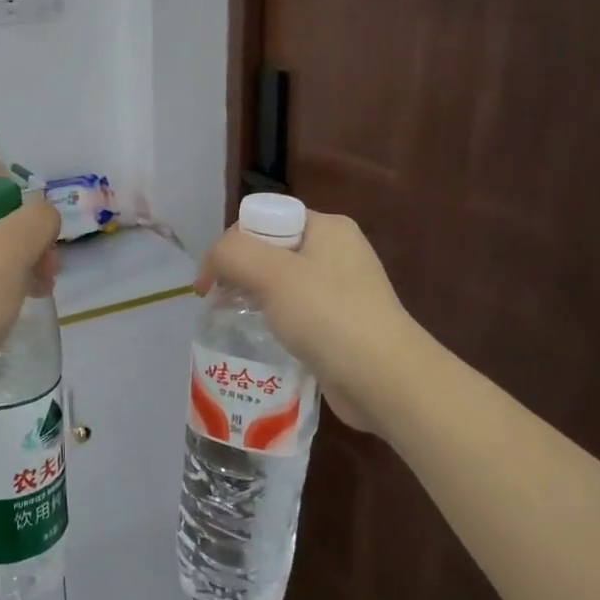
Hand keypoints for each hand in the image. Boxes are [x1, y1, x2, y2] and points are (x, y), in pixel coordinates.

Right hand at [195, 210, 431, 437]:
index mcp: (327, 227)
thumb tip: (214, 264)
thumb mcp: (272, 274)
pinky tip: (266, 341)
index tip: (212, 280)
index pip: (264, 219)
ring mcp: (342, 290)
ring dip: (254, 299)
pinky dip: (276, 323)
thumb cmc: (329, 317)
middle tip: (220, 302)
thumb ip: (232, 254)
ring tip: (237, 322)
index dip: (232, 244)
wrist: (386, 381)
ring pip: (280, 283)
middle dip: (240, 273)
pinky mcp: (341, 324)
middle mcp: (336, 251)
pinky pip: (296, 312)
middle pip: (270, 250)